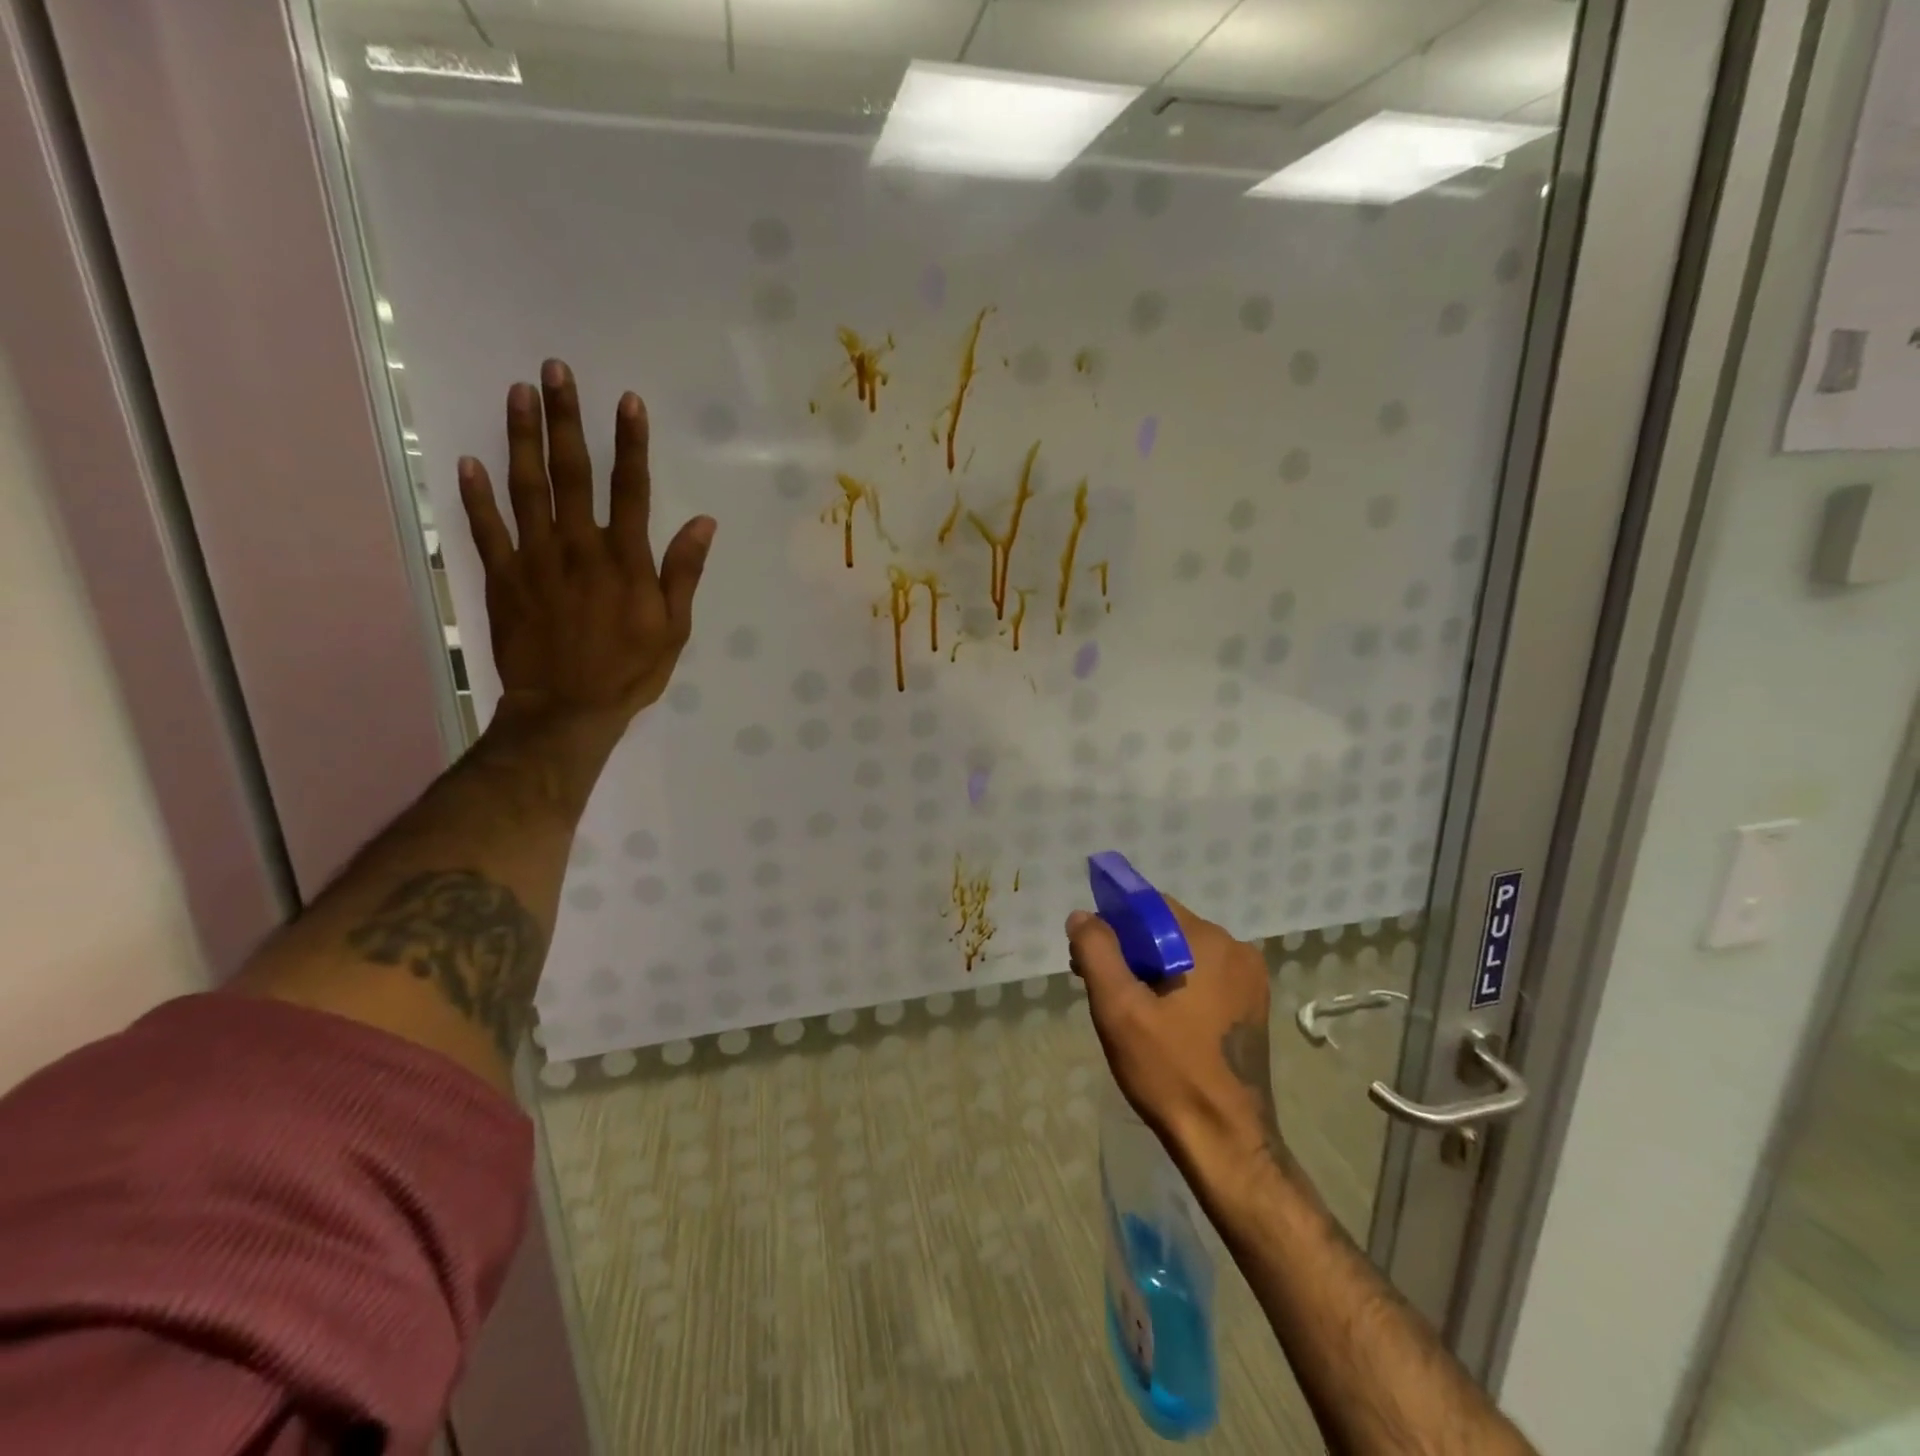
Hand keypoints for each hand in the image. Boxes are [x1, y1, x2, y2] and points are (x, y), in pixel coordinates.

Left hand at [457, 359, 714, 738]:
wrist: (567, 710)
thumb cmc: (630, 671)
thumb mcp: (674, 628)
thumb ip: (684, 573)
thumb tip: (704, 523)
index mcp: (625, 560)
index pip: (631, 489)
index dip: (631, 443)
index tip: (627, 400)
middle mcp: (578, 548)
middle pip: (572, 474)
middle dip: (567, 420)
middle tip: (556, 371)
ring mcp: (535, 560)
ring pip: (526, 488)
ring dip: (522, 439)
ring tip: (518, 394)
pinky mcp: (502, 578)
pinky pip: (485, 529)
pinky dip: (475, 495)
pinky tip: (469, 460)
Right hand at [1067, 899, 1285, 1175]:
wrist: (1227, 1143)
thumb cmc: (1170, 1071)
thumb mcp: (1119, 1008)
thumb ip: (1097, 951)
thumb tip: (1083, 916)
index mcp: (1211, 943)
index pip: (1151, 906)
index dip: (1114, 921)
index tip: (1090, 954)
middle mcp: (1237, 951)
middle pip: (1167, 930)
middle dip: (1130, 948)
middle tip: (1099, 985)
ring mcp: (1249, 981)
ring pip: (1183, 954)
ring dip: (1150, 969)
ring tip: (1123, 1006)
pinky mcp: (1251, 1007)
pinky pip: (1202, 977)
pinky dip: (1174, 986)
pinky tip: (1155, 1019)